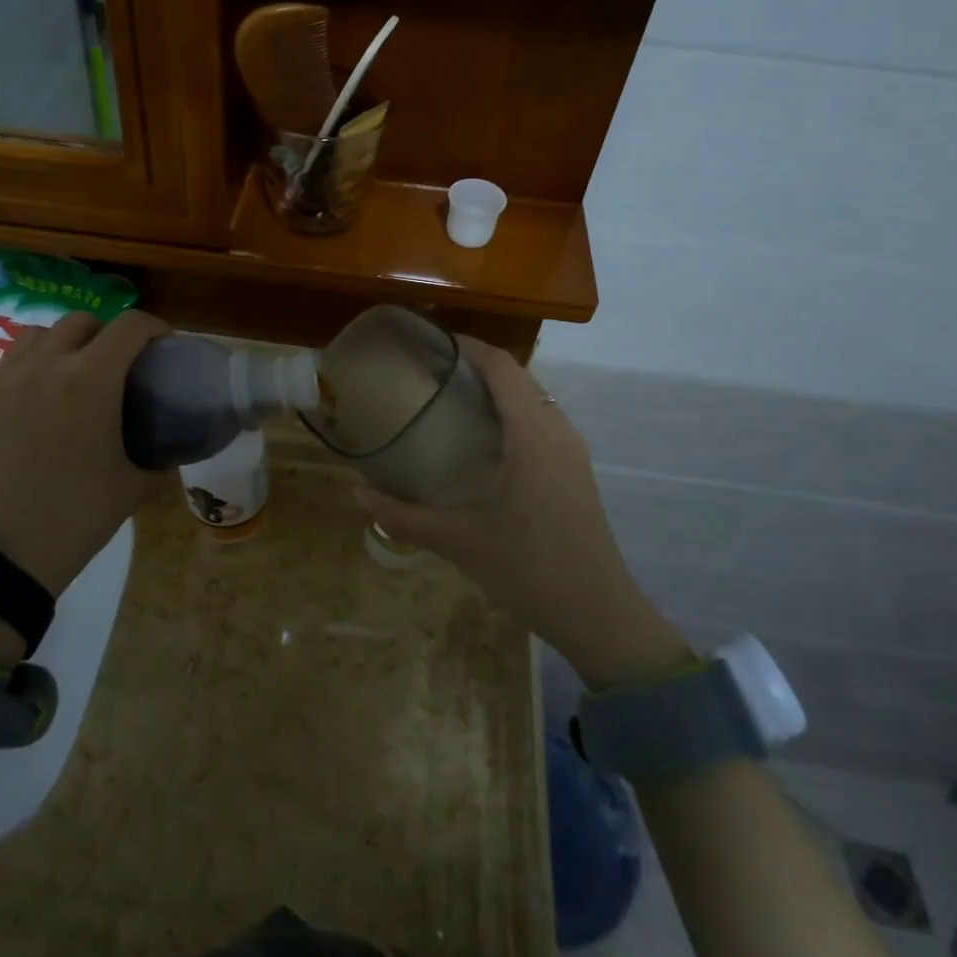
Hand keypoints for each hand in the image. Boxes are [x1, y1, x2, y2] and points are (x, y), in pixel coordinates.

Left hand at [0, 310, 169, 599]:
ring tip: (63, 374)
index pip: (130, 326)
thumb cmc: (75, 517)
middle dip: (104, 334)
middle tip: (113, 365)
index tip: (161, 346)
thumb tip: (170, 457)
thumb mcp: (132, 489)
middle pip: (80, 322)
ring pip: (32, 337)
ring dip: (57, 346)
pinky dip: (11, 372)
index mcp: (91, 380)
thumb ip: (159, 464)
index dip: (153, 327)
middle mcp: (44, 366)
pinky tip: (18, 397)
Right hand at [355, 337, 692, 687]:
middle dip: (475, 366)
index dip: (468, 346)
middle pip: (518, 378)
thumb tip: (358, 494)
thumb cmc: (529, 569)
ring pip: (532, 400)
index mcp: (533, 435)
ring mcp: (572, 451)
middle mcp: (558, 431)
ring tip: (447, 400)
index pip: (502, 367)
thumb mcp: (459, 542)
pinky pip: (541, 423)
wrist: (599, 615)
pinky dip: (510, 415)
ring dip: (495, 391)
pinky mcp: (575, 471)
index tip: (430, 342)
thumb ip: (404, 517)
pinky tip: (480, 441)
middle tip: (428, 373)